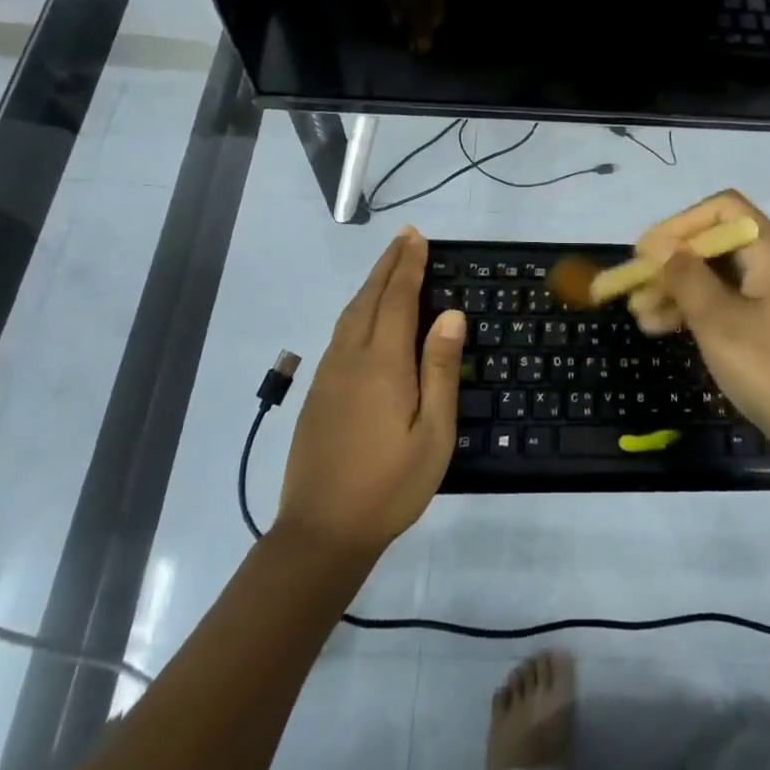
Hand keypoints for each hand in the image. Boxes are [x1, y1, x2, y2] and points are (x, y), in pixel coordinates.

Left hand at [275, 229, 465, 557]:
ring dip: (371, 283)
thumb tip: (451, 314)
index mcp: (383, 364)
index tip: (417, 237)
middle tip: (405, 236)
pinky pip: (340, 332)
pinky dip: (357, 308)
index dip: (408, 265)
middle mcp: (351, 358)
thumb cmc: (389, 486)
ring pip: (350, 313)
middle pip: (370, 297)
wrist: (320, 533)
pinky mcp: (317, 392)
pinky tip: (365, 314)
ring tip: (388, 265)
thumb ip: (440, 370)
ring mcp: (329, 374)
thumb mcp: (433, 434)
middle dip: (388, 264)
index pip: (398, 298)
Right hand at [628, 191, 769, 475]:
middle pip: (717, 245)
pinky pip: (726, 306)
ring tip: (639, 315)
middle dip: (672, 263)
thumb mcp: (720, 322)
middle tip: (634, 286)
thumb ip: (686, 278)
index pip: (724, 209)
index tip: (648, 250)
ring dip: (677, 291)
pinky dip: (696, 313)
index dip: (682, 223)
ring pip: (717, 279)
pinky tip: (662, 329)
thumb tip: (660, 246)